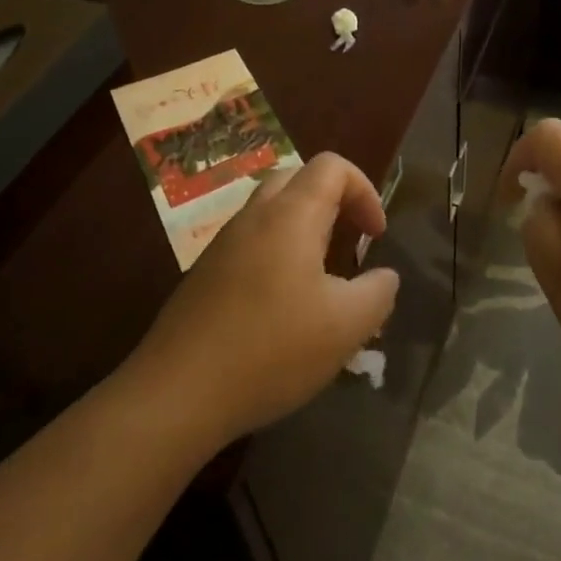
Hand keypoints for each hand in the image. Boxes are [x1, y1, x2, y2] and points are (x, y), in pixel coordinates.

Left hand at [125, 153, 398, 445]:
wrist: (177, 393)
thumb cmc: (272, 349)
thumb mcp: (346, 326)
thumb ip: (378, 292)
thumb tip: (384, 276)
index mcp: (291, 215)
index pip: (332, 166)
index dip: (365, 190)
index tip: (376, 236)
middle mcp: (254, 217)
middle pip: (298, 180)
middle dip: (333, 202)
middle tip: (350, 243)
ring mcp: (223, 244)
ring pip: (271, 212)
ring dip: (304, 229)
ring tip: (321, 278)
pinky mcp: (205, 274)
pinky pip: (251, 243)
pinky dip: (277, 254)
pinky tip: (283, 307)